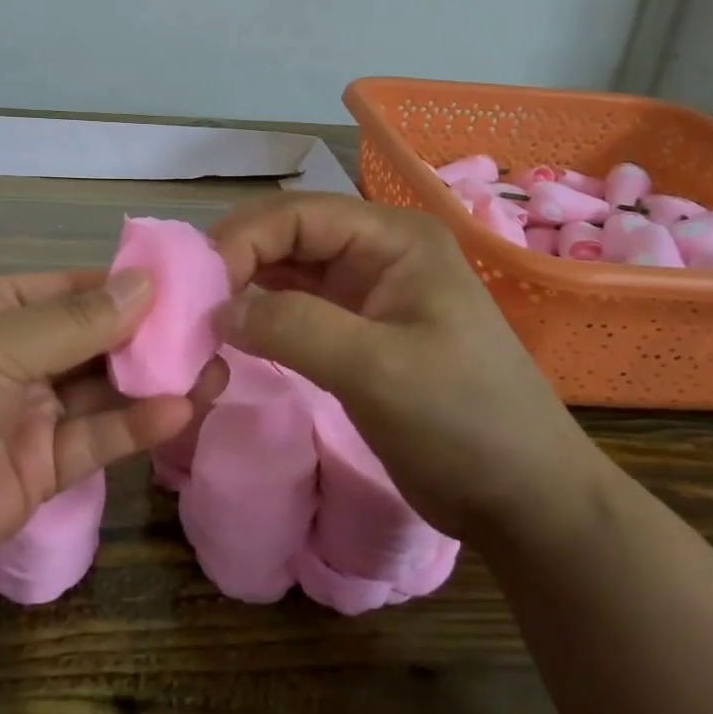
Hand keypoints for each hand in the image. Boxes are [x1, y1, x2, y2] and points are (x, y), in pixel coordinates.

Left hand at [0, 270, 224, 617]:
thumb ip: (75, 322)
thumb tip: (147, 282)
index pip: (74, 288)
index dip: (130, 286)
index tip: (193, 284)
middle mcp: (11, 357)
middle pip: (95, 338)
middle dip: (152, 335)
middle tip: (217, 329)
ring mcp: (24, 416)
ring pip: (103, 391)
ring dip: (155, 380)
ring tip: (217, 367)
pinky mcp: (35, 474)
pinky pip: (94, 441)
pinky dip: (136, 427)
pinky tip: (180, 409)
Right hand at [210, 193, 599, 541]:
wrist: (522, 500)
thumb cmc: (463, 422)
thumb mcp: (378, 370)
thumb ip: (293, 328)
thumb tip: (219, 308)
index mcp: (394, 238)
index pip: (299, 213)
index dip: (243, 238)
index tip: (198, 285)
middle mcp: (378, 251)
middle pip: (290, 234)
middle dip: (238, 259)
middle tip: (190, 300)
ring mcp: (367, 291)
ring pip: (288, 270)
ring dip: (244, 287)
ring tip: (200, 315)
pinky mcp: (357, 331)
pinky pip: (296, 308)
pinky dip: (261, 316)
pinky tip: (232, 333)